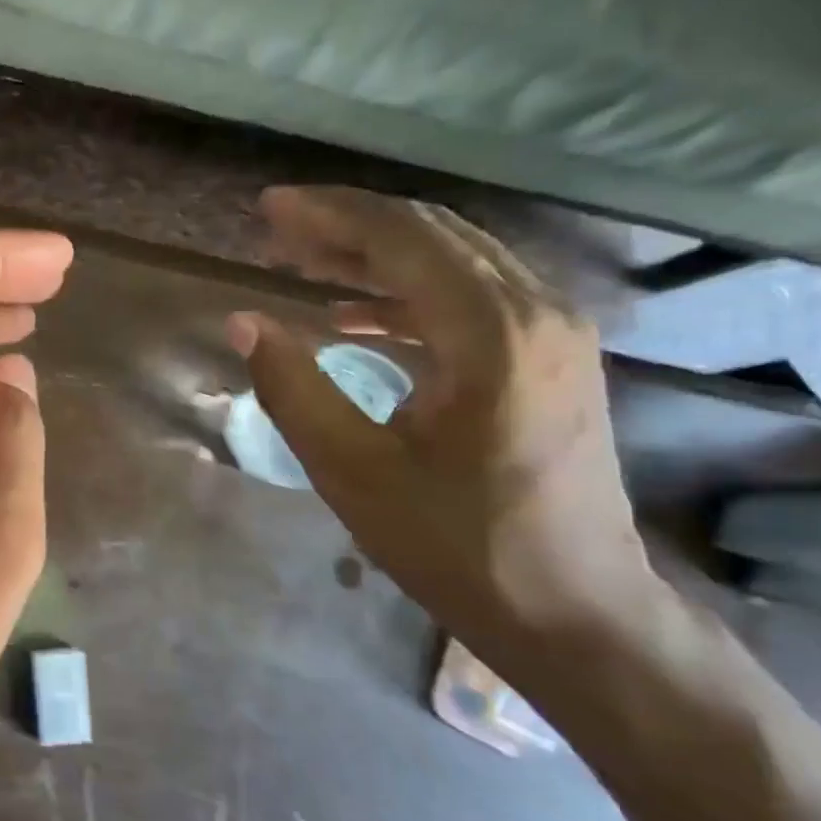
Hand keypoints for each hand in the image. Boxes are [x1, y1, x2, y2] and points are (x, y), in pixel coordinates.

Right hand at [229, 187, 670, 676]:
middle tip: (278, 228)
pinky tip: (355, 315)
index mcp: (492, 333)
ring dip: (377, 254)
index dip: (328, 214)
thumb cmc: (458, 546)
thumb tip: (244, 322)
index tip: (268, 207)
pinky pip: (472, 297)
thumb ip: (292, 388)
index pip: (401, 238)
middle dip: (349, 224)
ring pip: (455, 260)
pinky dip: (408, 293)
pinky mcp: (554, 358)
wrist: (576, 613)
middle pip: (432, 235)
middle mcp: (536, 312)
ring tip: (305, 261)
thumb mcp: (353, 471)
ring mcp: (555, 333)